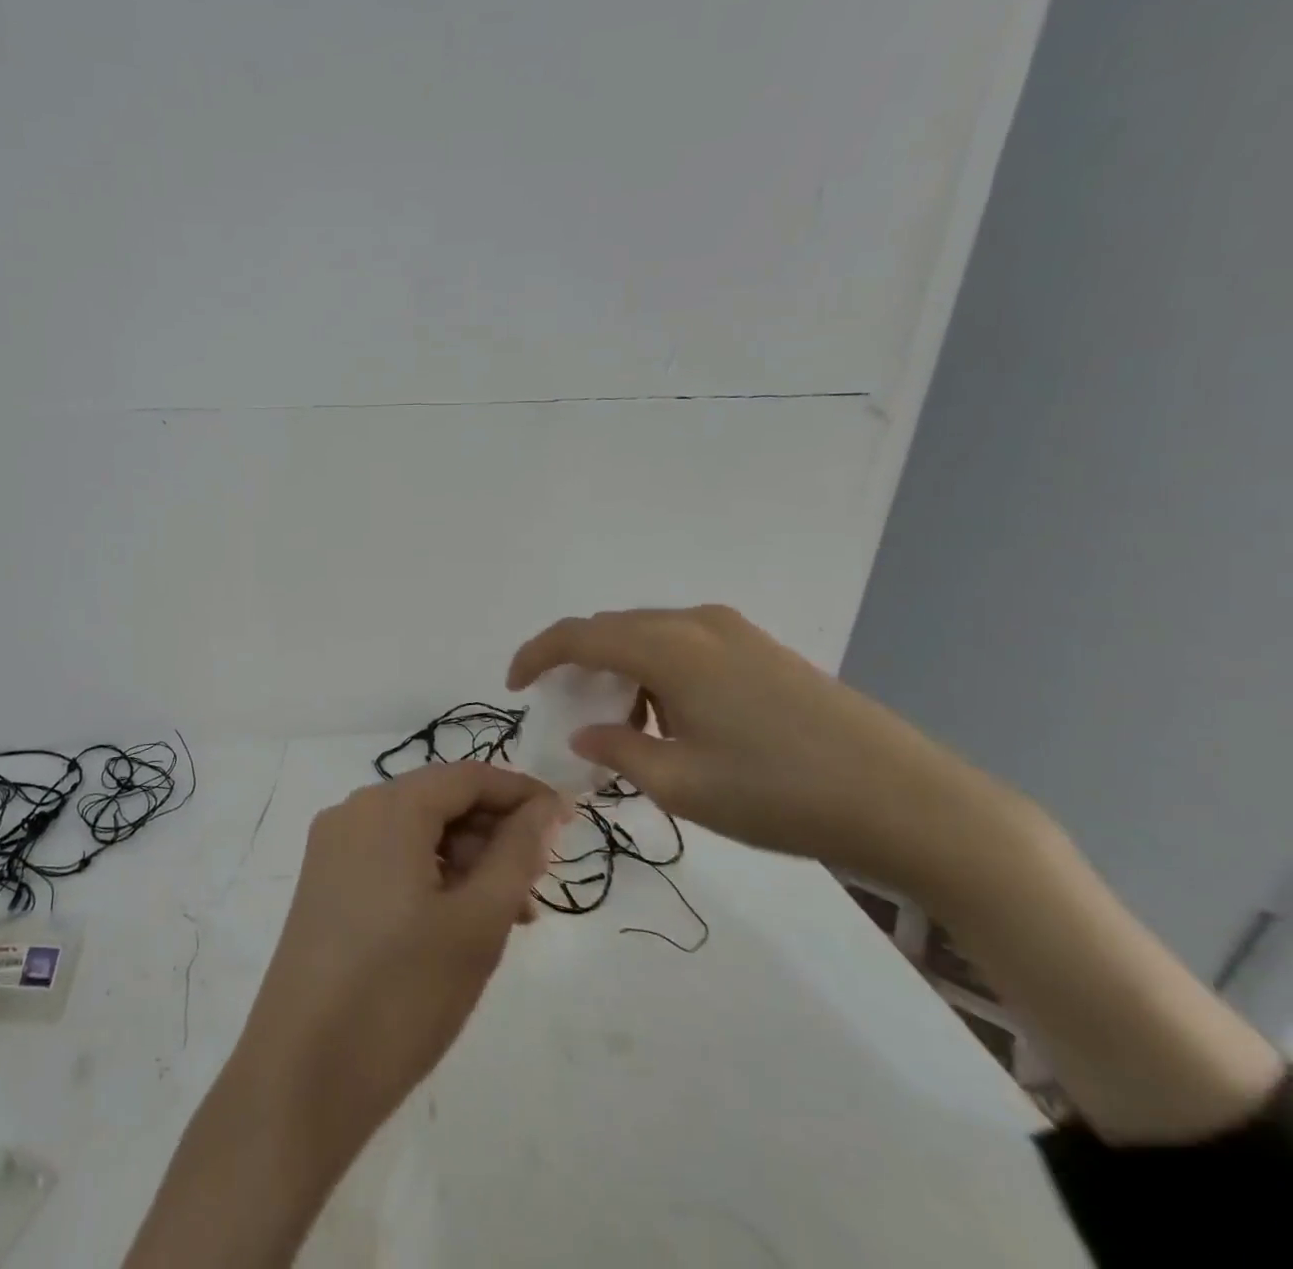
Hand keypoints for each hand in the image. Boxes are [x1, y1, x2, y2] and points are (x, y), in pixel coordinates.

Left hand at [236, 763, 566, 1154]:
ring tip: (508, 918)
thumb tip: (546, 807)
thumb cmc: (402, 993)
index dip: (522, 794)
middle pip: (439, 801)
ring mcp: (332, 848)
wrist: (302, 1076)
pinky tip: (459, 924)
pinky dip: (432, 877)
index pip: (468, 777)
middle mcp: (353, 811)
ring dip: (466, 862)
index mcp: (388, 806)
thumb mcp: (477, 922)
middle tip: (538, 886)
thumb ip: (517, 854)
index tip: (568, 824)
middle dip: (494, 834)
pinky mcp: (323, 884)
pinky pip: (390, 859)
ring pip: (416, 833)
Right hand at [507, 605, 1021, 902]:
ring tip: (622, 725)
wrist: (912, 803)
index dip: (536, 656)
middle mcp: (698, 624)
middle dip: (577, 664)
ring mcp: (737, 632)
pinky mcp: (765, 650)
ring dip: (620, 670)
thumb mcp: (683, 786)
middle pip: (612, 629)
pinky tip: (673, 719)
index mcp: (670, 648)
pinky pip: (686, 646)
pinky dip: (658, 672)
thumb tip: (587, 734)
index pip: (578, 635)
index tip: (514, 687)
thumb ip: (619, 752)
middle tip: (565, 712)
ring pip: (650, 636)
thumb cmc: (782, 795)